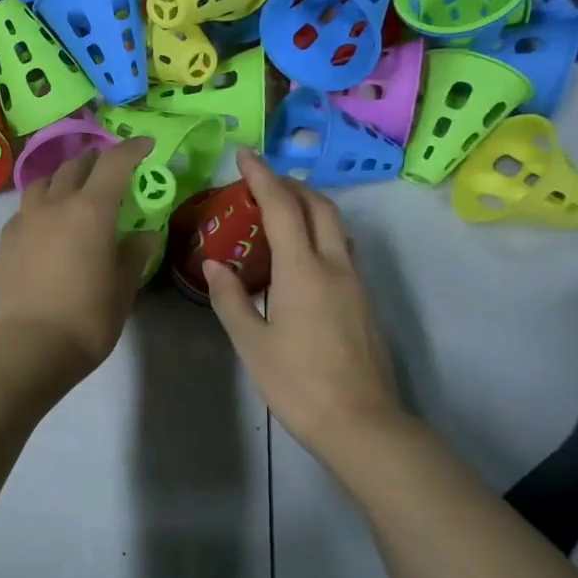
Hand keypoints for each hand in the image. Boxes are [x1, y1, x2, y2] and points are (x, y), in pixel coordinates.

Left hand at [0, 138, 160, 384]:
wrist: (25, 347)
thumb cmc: (85, 321)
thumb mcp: (122, 290)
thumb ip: (133, 256)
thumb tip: (143, 235)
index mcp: (91, 211)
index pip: (114, 163)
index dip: (132, 149)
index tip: (145, 146)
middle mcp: (54, 205)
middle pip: (75, 166)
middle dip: (96, 161)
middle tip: (109, 170)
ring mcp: (23, 221)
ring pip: (42, 182)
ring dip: (62, 179)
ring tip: (72, 192)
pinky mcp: (3, 242)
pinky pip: (24, 210)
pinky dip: (39, 206)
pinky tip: (44, 225)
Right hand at [205, 148, 404, 459]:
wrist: (360, 422)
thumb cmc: (297, 383)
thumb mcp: (251, 343)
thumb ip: (230, 298)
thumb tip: (214, 264)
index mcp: (303, 271)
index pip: (282, 208)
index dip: (262, 176)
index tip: (243, 155)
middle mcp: (335, 266)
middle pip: (319, 206)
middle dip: (290, 184)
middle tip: (260, 182)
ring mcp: (355, 283)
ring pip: (336, 226)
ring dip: (309, 206)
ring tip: (278, 211)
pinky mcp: (363, 301)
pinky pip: (341, 249)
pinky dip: (318, 233)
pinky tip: (298, 254)